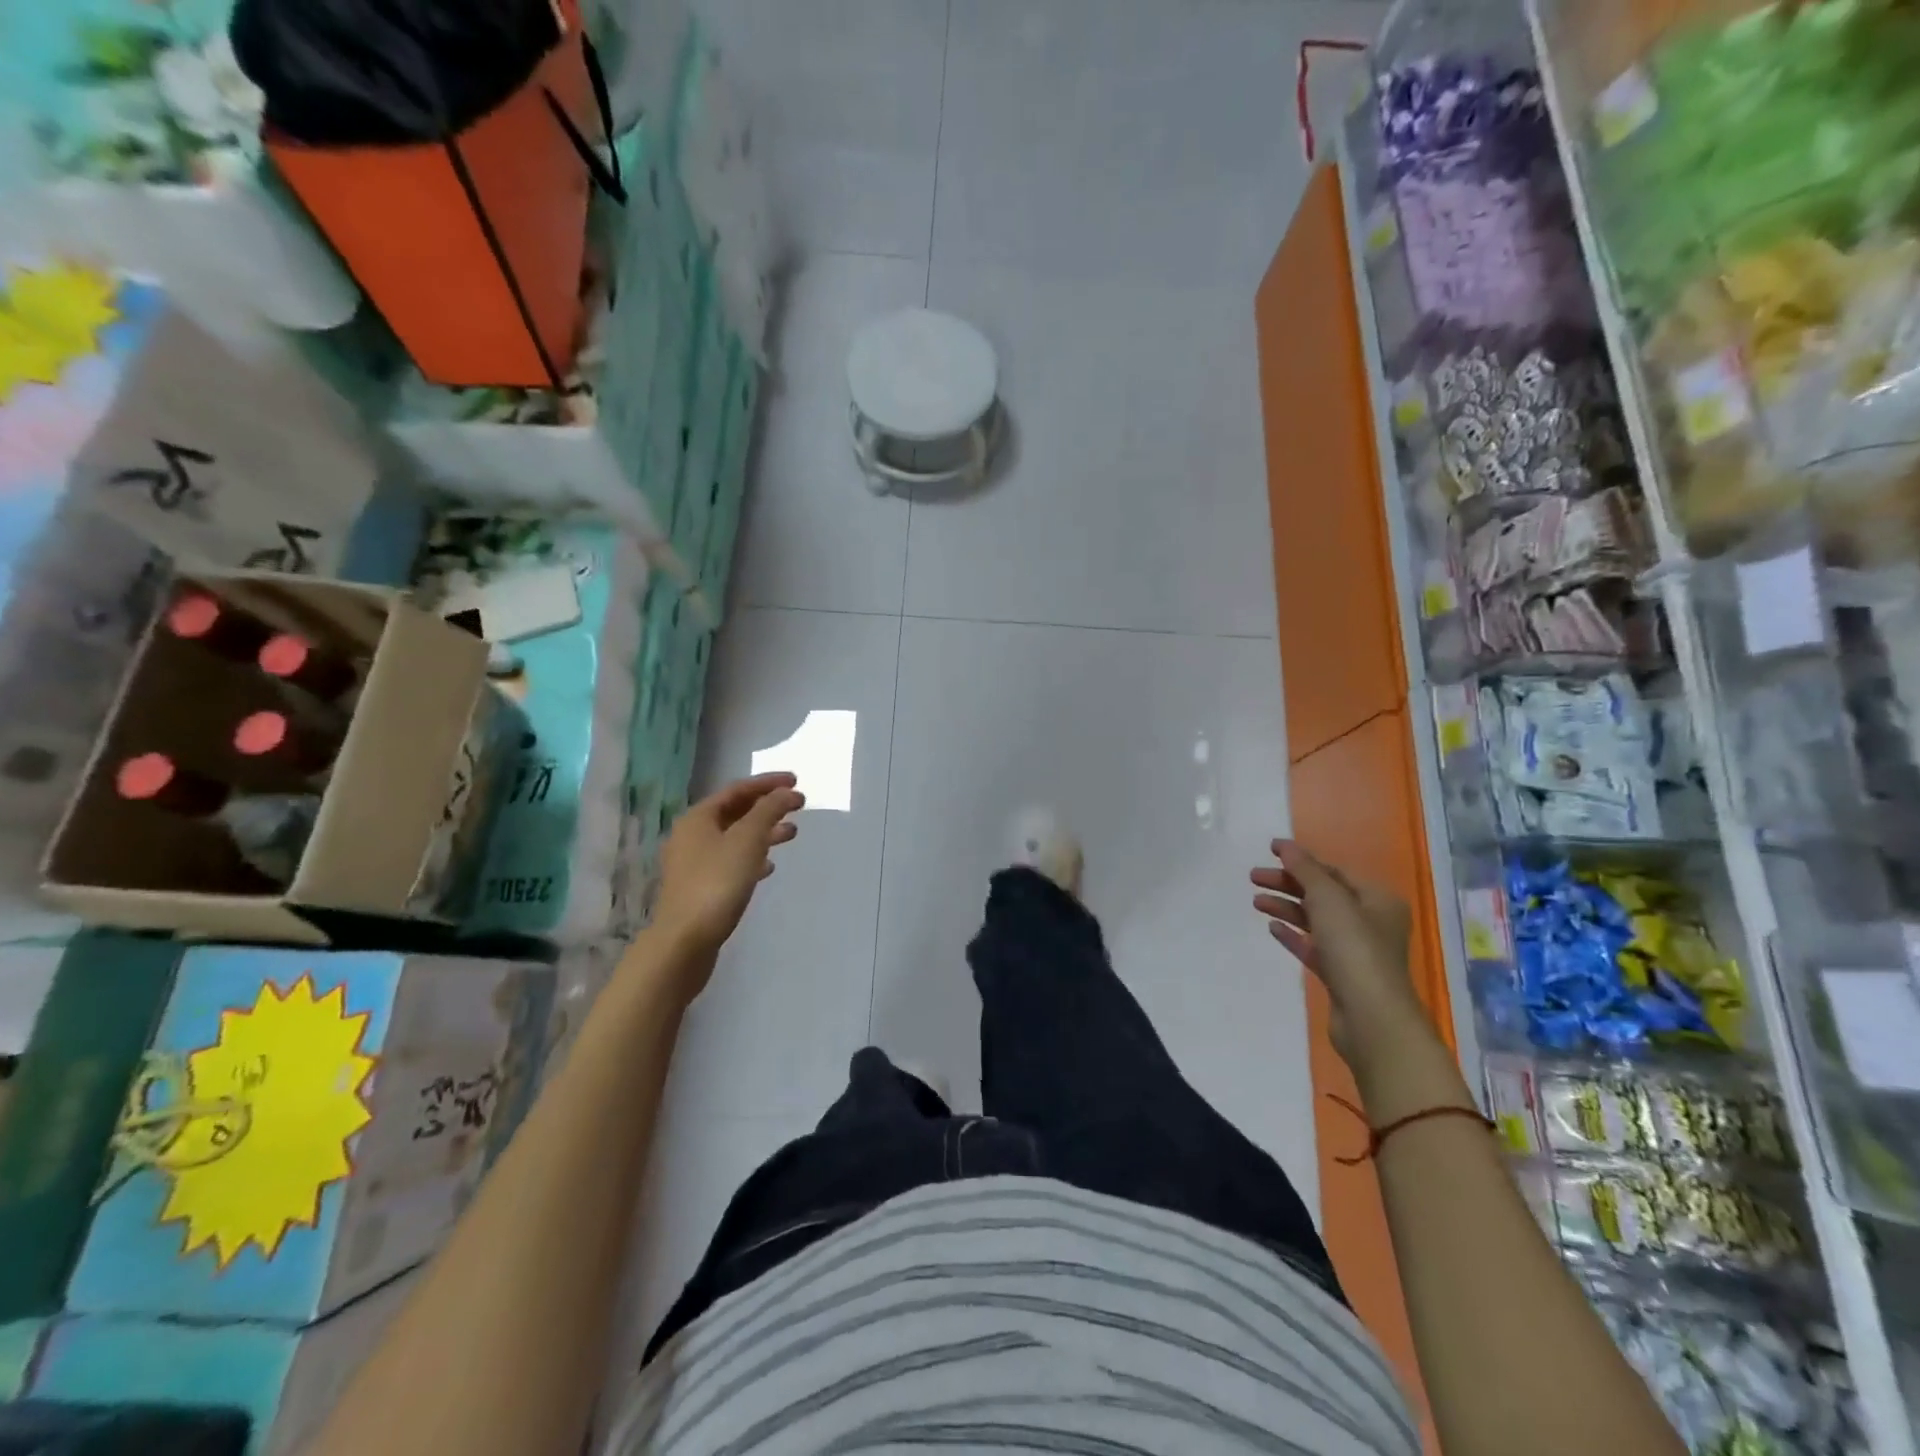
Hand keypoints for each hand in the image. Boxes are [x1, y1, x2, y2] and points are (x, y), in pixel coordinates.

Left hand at [652, 773, 804, 969]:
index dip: (768, 783)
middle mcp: (692, 835)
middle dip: (768, 807)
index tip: (796, 781)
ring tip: (792, 834)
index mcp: (698, 818)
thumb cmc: (717, 883)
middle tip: (798, 806)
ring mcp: (694, 863)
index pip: (737, 790)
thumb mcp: (748, 840)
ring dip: (764, 832)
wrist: (685, 941)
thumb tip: (786, 792)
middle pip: (735, 812)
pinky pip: (731, 861)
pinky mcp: (701, 887)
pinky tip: (769, 867)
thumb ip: (769, 811)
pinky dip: (753, 857)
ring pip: (735, 838)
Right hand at [1250, 840, 1424, 1061]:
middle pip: (1322, 894)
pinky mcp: (1341, 975)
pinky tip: (1272, 928)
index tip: (1269, 852)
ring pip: (1315, 920)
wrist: (1371, 1018)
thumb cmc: (1355, 949)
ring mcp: (1356, 950)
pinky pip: (1313, 946)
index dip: (1301, 860)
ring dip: (1286, 907)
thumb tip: (1285, 845)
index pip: (1334, 871)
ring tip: (1256, 902)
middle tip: (1253, 878)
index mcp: (1377, 900)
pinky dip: (1293, 935)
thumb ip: (1305, 870)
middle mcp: (1371, 922)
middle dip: (1288, 883)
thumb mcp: (1329, 899)